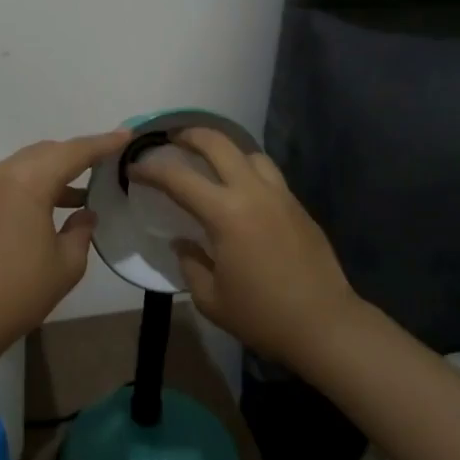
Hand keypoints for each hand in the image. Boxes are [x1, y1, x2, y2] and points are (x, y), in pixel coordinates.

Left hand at [0, 129, 132, 347]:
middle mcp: (3, 174)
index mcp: (28, 182)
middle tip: (107, 162)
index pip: (74, 152)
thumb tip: (84, 212)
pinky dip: (36, 183)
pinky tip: (54, 204)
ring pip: (29, 163)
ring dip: (56, 170)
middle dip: (78, 154)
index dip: (103, 143)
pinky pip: (13, 179)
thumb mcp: (66, 263)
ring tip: (84, 189)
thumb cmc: (20, 291)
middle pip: (49, 151)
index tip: (127, 134)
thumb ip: (81, 229)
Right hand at [125, 128, 360, 364]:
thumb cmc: (262, 315)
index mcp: (226, 213)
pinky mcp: (298, 206)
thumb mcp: (211, 298)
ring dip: (225, 150)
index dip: (151, 170)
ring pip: (249, 153)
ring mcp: (280, 195)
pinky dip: (248, 171)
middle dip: (190, 135)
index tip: (134, 169)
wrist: (325, 324)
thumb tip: (183, 242)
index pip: (178, 178)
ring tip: (211, 164)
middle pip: (218, 143)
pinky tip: (241, 192)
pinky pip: (269, 174)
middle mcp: (253, 192)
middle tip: (172, 141)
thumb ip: (190, 263)